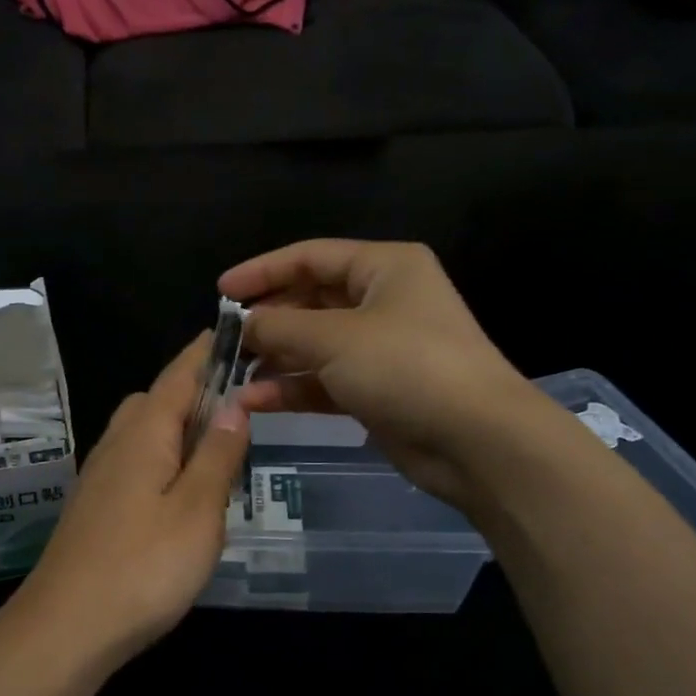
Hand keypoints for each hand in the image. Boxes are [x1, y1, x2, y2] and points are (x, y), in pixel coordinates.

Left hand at [0, 336, 249, 677]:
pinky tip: (180, 493)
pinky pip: (134, 463)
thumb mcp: (198, 510)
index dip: (206, 352)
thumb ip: (217, 455)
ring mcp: (99, 476)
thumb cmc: (142, 566)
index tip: (234, 330)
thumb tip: (234, 404)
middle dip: (193, 391)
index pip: (179, 374)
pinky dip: (162, 460)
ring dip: (177, 429)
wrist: (65, 628)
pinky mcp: (94, 507)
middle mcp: (116, 444)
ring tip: (216, 452)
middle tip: (238, 408)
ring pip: (142, 433)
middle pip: (156, 400)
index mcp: (144, 433)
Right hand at [220, 240, 539, 505]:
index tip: (222, 291)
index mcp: (383, 267)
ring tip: (233, 372)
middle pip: (310, 300)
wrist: (474, 439)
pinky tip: (256, 400)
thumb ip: (279, 327)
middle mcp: (383, 301)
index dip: (262, 271)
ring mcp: (381, 348)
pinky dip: (293, 387)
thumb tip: (243, 324)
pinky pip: (325, 380)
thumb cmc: (405, 366)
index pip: (310, 257)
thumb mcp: (333, 338)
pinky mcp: (377, 390)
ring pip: (314, 344)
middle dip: (268, 320)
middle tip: (226, 338)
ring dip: (275, 358)